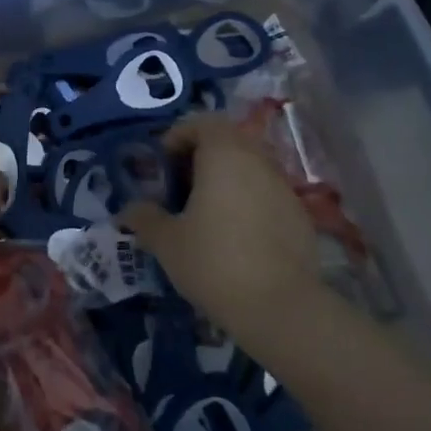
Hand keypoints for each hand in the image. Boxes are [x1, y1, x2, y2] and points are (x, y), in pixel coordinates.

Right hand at [119, 114, 323, 334]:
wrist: (281, 308)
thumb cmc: (214, 261)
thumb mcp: (166, 241)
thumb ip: (144, 218)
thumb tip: (129, 210)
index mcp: (224, 155)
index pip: (202, 122)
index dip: (178, 137)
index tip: (162, 165)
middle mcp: (258, 161)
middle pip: (228, 142)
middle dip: (200, 158)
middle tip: (179, 188)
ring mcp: (284, 188)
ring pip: (249, 168)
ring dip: (225, 180)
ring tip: (203, 214)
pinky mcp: (300, 216)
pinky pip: (266, 195)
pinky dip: (247, 203)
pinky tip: (234, 237)